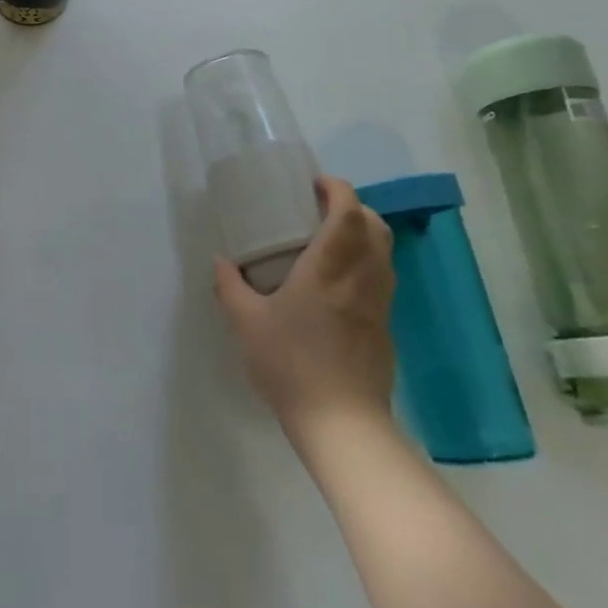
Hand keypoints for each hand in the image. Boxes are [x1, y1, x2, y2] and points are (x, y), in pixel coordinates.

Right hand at [213, 176, 396, 429]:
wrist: (342, 424)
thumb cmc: (290, 364)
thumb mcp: (246, 324)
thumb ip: (232, 288)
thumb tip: (221, 262)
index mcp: (328, 269)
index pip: (347, 214)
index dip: (337, 189)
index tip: (315, 183)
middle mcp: (361, 278)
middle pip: (375, 227)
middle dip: (354, 207)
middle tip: (322, 208)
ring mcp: (379, 304)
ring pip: (384, 253)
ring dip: (364, 234)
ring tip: (331, 240)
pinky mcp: (385, 328)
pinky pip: (382, 279)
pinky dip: (367, 263)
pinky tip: (339, 283)